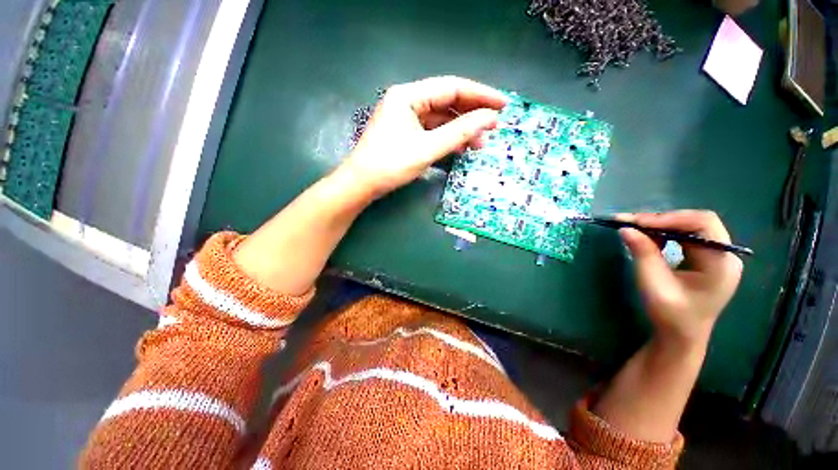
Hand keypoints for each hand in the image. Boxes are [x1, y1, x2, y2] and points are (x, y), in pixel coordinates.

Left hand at [337, 76, 507, 198]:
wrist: (362, 184)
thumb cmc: (390, 165)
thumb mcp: (427, 149)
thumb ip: (459, 132)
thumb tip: (489, 119)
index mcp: (408, 96)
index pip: (452, 88)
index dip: (480, 95)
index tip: (503, 105)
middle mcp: (407, 101)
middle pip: (447, 102)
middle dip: (471, 115)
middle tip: (494, 127)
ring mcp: (406, 118)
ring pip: (441, 119)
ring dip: (460, 130)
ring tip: (479, 144)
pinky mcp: (406, 133)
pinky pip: (432, 131)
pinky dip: (447, 139)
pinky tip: (460, 147)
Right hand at [619, 211, 743, 350]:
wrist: (680, 336)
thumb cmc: (671, 315)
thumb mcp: (653, 284)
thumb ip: (643, 253)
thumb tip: (625, 228)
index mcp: (721, 262)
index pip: (702, 224)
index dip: (670, 218)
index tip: (637, 222)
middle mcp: (723, 254)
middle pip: (696, 222)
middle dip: (662, 219)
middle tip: (631, 222)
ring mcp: (715, 256)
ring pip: (689, 227)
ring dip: (660, 225)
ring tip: (634, 227)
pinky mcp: (704, 259)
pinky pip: (684, 237)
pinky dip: (663, 233)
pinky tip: (647, 237)